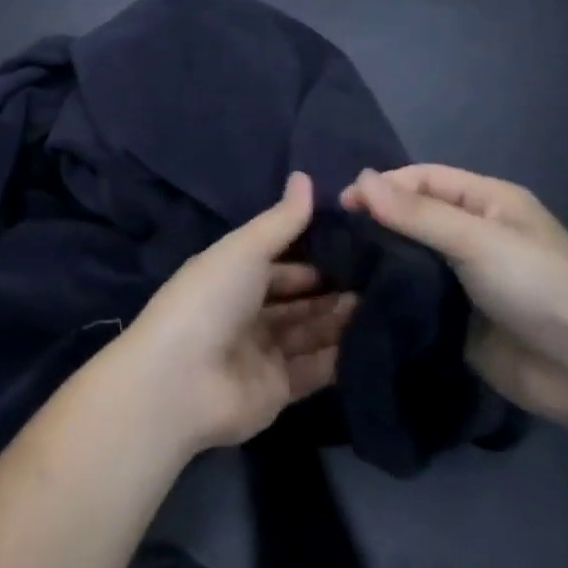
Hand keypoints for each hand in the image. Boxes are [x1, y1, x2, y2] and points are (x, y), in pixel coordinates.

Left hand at [115, 173, 356, 453]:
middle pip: (297, 299)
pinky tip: (376, 340)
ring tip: (387, 304)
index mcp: (232, 276)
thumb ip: (281, 221)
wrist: (180, 381)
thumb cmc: (210, 300)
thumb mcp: (245, 249)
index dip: (315, 256)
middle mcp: (246, 313)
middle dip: (333, 289)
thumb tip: (305, 176)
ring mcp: (261, 353)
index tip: (359, 247)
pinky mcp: (276, 390)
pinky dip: (340, 357)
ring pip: (309, 333)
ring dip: (340, 320)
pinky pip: (314, 370)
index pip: (280, 263)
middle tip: (383, 278)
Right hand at [344, 166, 567, 424]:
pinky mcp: (456, 315)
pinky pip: (416, 293)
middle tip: (334, 238)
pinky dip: (390, 291)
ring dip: (379, 258)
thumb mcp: (477, 241)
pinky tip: (358, 296)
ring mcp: (465, 276)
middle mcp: (475, 233)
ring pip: (410, 255)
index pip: (424, 178)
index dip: (384, 187)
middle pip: (415, 215)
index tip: (342, 206)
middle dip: (377, 221)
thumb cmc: (538, 288)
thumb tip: (359, 178)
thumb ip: (417, 213)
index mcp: (489, 201)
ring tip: (337, 266)